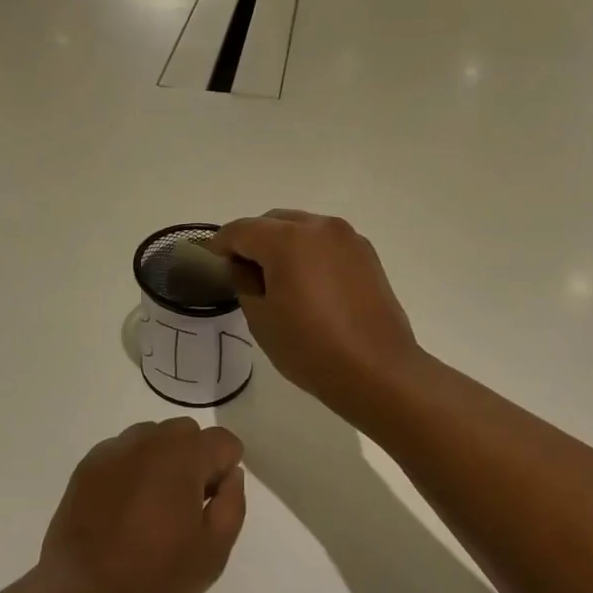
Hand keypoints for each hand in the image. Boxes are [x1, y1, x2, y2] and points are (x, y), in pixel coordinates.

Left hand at [40, 418, 246, 592]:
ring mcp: (114, 449)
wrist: (80, 592)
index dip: (226, 470)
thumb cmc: (154, 574)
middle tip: (185, 506)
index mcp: (184, 455)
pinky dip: (132, 469)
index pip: (222, 441)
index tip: (213, 502)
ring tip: (152, 507)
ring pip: (153, 438)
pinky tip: (123, 508)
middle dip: (194, 460)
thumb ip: (232, 504)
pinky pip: (123, 453)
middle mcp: (149, 439)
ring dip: (162, 461)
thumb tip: (230, 475)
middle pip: (186, 433)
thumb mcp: (213, 551)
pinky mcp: (88, 464)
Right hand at [208, 211, 420, 416]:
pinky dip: (309, 252)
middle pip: (272, 221)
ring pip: (301, 227)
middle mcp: (319, 227)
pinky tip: (308, 283)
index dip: (221, 244)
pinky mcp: (366, 253)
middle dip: (253, 240)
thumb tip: (244, 266)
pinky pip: (325, 241)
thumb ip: (244, 281)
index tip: (213, 262)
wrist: (378, 371)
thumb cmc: (311, 348)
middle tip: (244, 273)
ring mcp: (347, 237)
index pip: (241, 230)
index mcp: (287, 239)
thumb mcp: (261, 319)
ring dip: (283, 243)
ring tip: (278, 278)